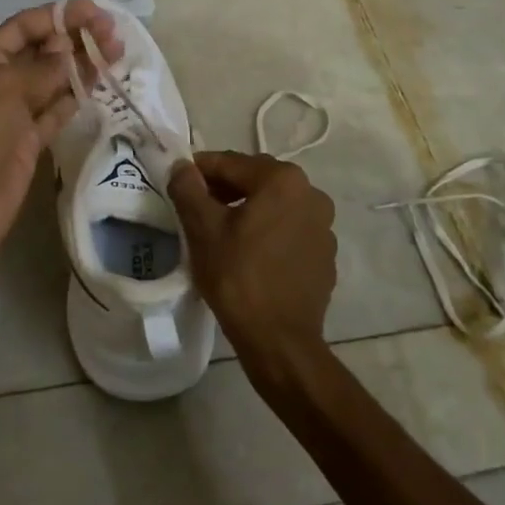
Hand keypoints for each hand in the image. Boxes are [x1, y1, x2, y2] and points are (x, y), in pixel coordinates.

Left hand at [0, 0, 122, 270]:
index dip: (59, 15)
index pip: (24, 27)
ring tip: (117, 54)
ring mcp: (13, 115)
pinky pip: (56, 113)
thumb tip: (72, 50)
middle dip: (75, 39)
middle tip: (115, 35)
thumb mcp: (4, 90)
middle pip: (41, 52)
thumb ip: (44, 69)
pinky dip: (77, 98)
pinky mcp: (28, 144)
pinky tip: (101, 85)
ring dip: (82, 66)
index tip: (97, 11)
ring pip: (53, 82)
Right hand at [170, 152, 337, 380]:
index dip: (200, 170)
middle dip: (225, 188)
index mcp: (283, 180)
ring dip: (248, 209)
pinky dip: (268, 231)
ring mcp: (324, 226)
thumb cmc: (237, 276)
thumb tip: (181, 166)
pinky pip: (290, 230)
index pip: (231, 163)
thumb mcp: (202, 229)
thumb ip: (188, 188)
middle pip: (256, 180)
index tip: (179, 182)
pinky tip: (250, 253)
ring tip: (221, 231)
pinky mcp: (325, 254)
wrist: (279, 341)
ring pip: (275, 205)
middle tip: (196, 207)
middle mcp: (311, 194)